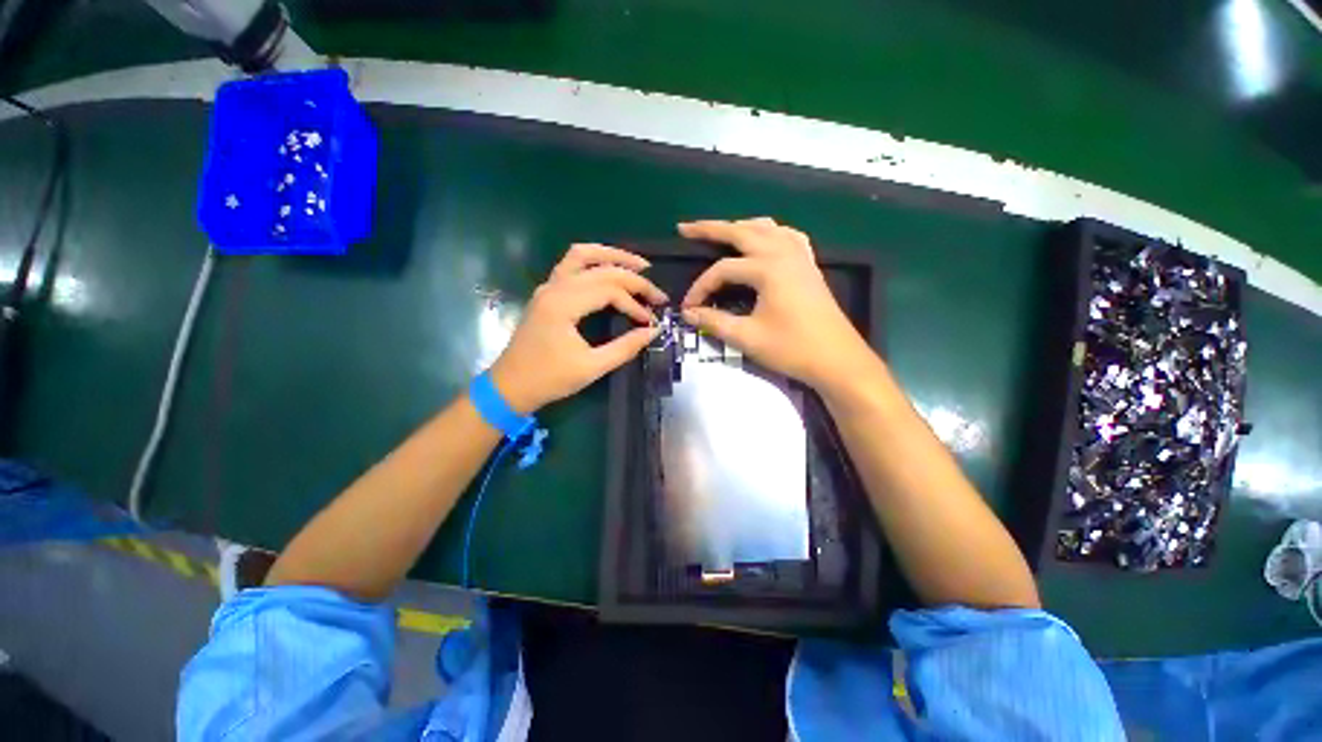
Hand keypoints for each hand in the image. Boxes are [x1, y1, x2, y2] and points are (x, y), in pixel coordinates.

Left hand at [489, 244, 666, 413]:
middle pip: (601, 269)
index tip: (651, 321)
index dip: (635, 304)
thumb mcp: (591, 368)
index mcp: (563, 305)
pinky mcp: (547, 292)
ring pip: (582, 255)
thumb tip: (653, 331)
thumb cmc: (549, 379)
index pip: (609, 290)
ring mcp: (548, 286)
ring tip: (638, 265)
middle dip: (633, 278)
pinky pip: (571, 263)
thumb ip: (625, 347)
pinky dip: (594, 261)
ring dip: (612, 256)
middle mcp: (555, 287)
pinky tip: (610, 269)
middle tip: (657, 293)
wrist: (510, 386)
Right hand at [679, 218, 874, 389]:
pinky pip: (788, 237)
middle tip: (685, 228)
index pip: (722, 270)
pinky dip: (771, 233)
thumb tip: (688, 313)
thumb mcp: (747, 338)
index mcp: (767, 268)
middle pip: (741, 232)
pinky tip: (766, 240)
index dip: (701, 287)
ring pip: (766, 228)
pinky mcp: (809, 266)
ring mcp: (800, 257)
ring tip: (721, 232)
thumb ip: (714, 322)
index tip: (688, 307)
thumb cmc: (792, 349)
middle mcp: (783, 253)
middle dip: (710, 229)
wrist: (837, 360)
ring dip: (740, 227)